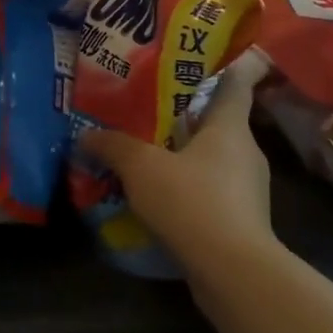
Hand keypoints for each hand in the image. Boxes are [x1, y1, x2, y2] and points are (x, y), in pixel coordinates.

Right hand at [79, 49, 275, 278]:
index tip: (197, 60)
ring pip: (212, 159)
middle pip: (217, 123)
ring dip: (184, 156)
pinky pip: (211, 191)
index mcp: (230, 127)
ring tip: (146, 154)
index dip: (220, 68)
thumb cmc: (192, 202)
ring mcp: (247, 189)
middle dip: (185, 116)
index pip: (235, 84)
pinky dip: (188, 188)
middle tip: (148, 109)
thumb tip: (85, 135)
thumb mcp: (142, 167)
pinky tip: (159, 197)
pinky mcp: (241, 220)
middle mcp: (246, 152)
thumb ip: (113, 146)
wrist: (233, 272)